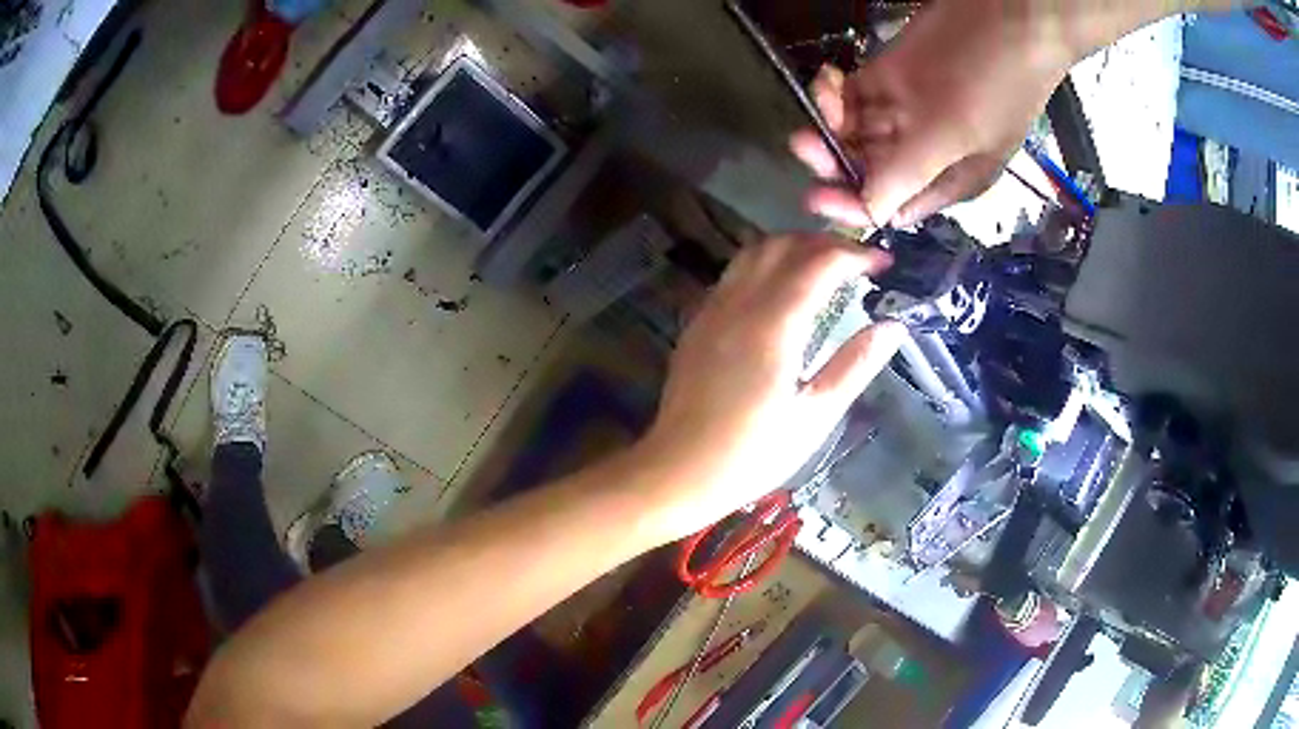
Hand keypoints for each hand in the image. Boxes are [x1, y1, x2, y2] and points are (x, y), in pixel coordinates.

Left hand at [638, 234, 905, 539]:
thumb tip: (894, 326)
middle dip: (825, 243)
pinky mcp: (697, 322)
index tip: (884, 263)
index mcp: (773, 324)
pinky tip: (781, 291)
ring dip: (792, 248)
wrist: (678, 471)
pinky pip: (734, 274)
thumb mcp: (815, 416)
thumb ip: (855, 365)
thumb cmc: (752, 453)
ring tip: (824, 268)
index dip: (855, 254)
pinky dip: (765, 265)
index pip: (819, 262)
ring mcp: (712, 310)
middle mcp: (739, 303)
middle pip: (783, 245)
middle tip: (857, 262)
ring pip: (753, 252)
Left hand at [790, 0, 1073, 227]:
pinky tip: (831, 76)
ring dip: (831, 120)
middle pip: (866, 168)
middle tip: (805, 142)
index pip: (891, 204)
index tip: (817, 196)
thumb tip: (871, 215)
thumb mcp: (957, 134)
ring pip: (854, 131)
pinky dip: (835, 92)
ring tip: (826, 92)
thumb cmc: (994, 79)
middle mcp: (924, 152)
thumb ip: (910, 172)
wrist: (1006, 16)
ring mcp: (906, 111)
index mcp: (946, 179)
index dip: (854, 204)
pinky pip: (852, 96)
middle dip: (835, 159)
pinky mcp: (890, 77)